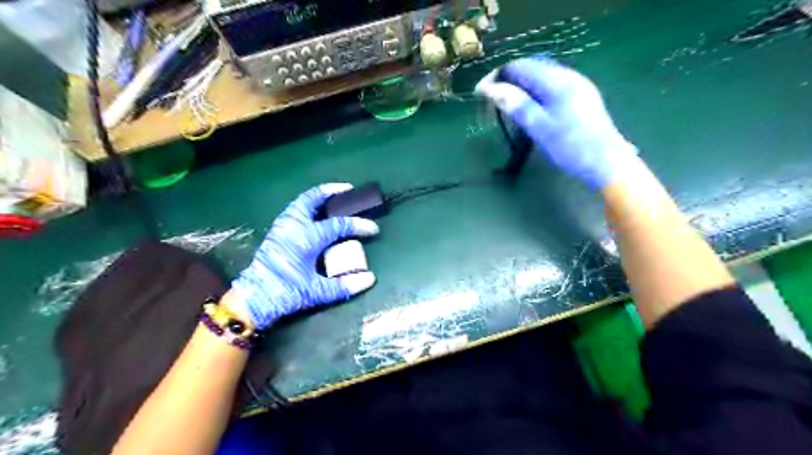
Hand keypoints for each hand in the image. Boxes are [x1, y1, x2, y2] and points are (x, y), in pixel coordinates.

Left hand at [229, 183, 378, 327]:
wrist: (253, 299)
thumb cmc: (285, 293)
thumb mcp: (317, 292)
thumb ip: (344, 285)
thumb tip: (370, 279)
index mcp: (306, 238)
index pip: (339, 225)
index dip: (359, 225)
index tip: (374, 229)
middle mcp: (294, 226)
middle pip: (313, 199)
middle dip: (332, 191)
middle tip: (348, 189)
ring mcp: (282, 226)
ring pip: (301, 202)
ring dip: (318, 196)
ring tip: (333, 197)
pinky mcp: (276, 232)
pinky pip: (294, 209)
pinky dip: (307, 205)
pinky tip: (315, 212)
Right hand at [477, 55, 639, 188]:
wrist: (606, 163)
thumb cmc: (571, 147)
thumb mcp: (539, 127)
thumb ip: (516, 105)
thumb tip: (490, 89)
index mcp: (557, 81)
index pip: (519, 66)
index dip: (496, 77)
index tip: (480, 94)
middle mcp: (568, 76)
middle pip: (530, 68)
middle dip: (507, 81)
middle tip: (491, 102)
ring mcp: (577, 86)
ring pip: (540, 78)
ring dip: (520, 88)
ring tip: (506, 107)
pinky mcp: (581, 97)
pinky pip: (550, 87)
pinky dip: (533, 93)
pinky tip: (529, 109)